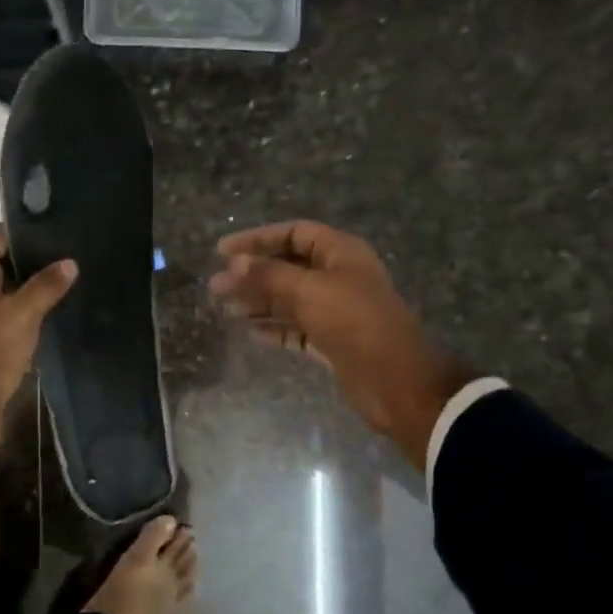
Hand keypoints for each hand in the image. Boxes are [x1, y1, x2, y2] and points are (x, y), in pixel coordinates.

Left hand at [0, 230, 76, 503]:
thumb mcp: (21, 314)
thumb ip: (46, 286)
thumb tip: (70, 262)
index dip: (29, 232)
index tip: (64, 230)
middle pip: (6, 263)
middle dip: (38, 260)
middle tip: (78, 255)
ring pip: (11, 291)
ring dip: (37, 289)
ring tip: (76, 281)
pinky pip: (12, 316)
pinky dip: (32, 312)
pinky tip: (60, 312)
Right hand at [210, 220, 474, 469]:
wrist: (395, 380)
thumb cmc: (354, 322)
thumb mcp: (308, 291)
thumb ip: (268, 275)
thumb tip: (233, 263)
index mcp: (340, 253)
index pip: (293, 233)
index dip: (258, 239)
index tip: (222, 252)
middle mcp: (338, 277)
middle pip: (287, 267)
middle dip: (252, 275)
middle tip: (216, 287)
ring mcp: (335, 310)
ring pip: (289, 299)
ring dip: (258, 302)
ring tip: (226, 308)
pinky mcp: (332, 341)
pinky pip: (296, 328)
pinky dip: (274, 327)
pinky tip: (249, 331)